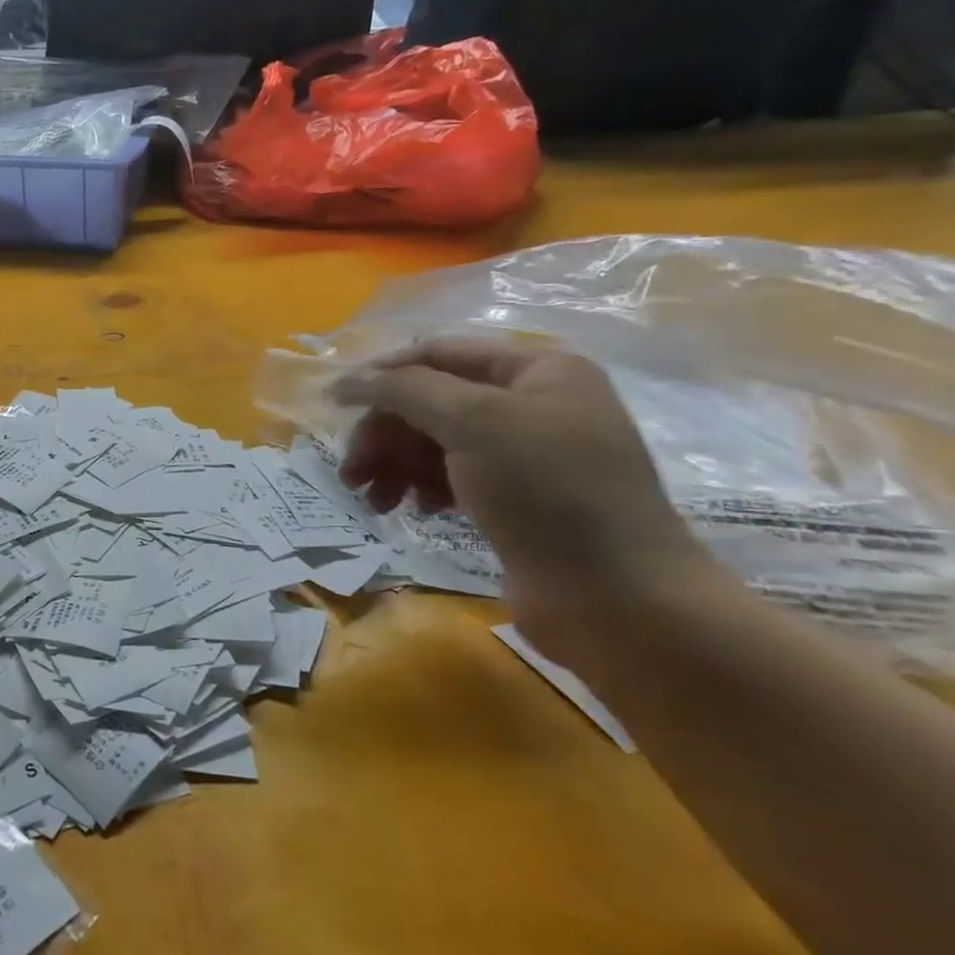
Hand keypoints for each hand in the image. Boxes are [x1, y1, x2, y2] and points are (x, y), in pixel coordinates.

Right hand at [332, 336, 711, 662]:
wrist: (619, 600)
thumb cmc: (550, 493)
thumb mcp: (474, 422)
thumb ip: (403, 390)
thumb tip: (343, 381)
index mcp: (537, 370)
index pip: (436, 353)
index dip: (382, 375)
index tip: (334, 407)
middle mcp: (532, 403)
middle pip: (430, 401)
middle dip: (386, 434)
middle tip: (352, 472)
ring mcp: (526, 453)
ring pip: (435, 441)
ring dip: (395, 464)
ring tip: (374, 500)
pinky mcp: (516, 498)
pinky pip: (452, 475)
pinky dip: (423, 487)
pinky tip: (414, 509)